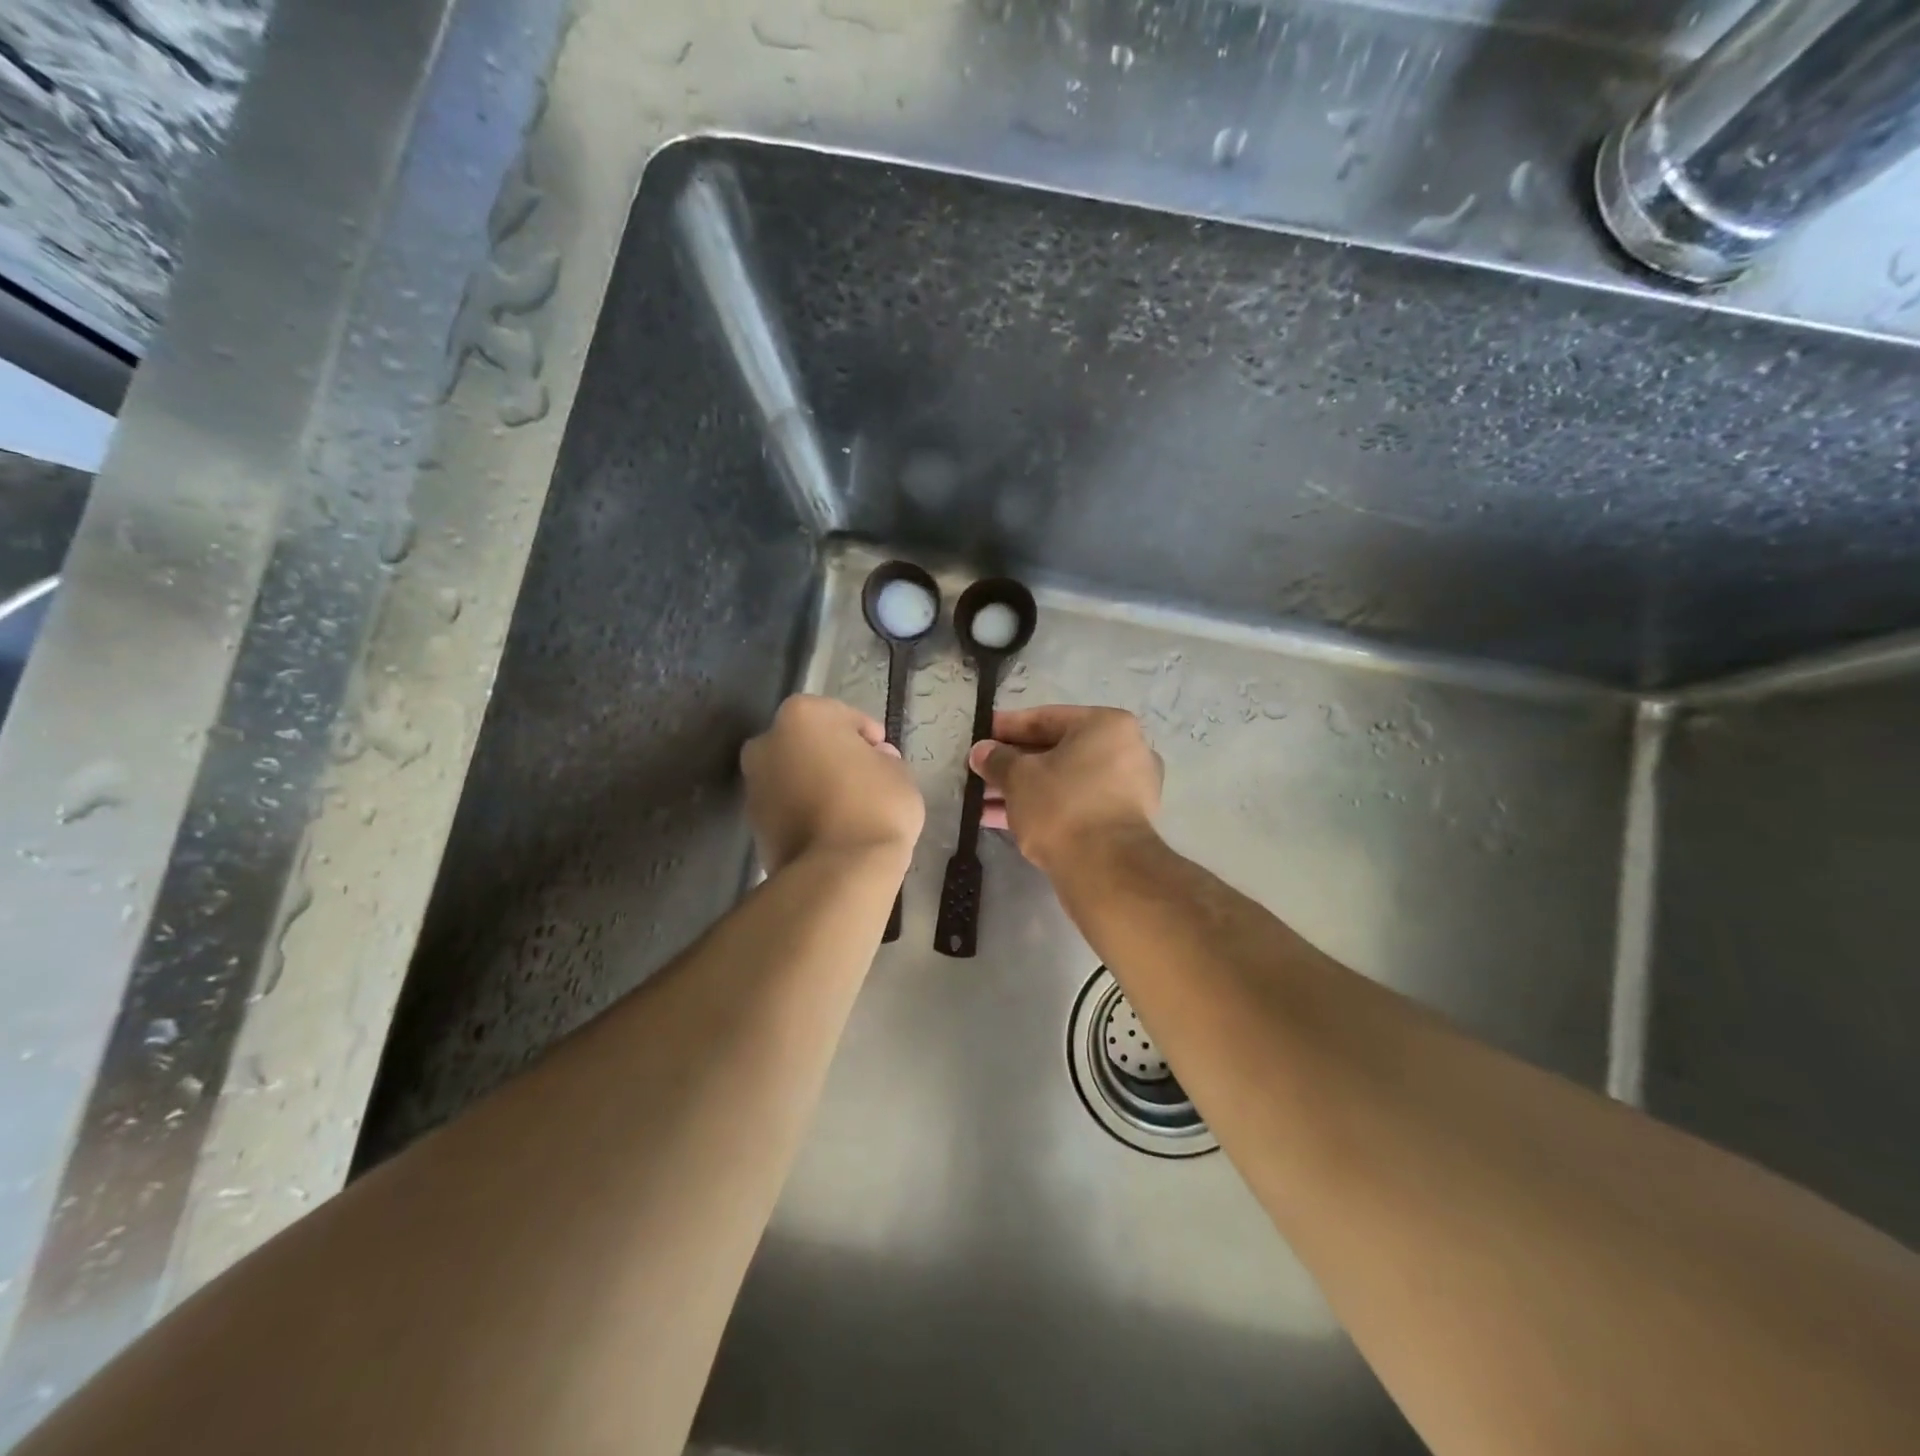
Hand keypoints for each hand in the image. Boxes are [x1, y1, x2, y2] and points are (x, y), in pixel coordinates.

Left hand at [741, 695, 924, 874]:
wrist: (837, 872)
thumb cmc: (874, 807)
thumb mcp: (899, 773)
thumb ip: (883, 759)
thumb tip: (873, 761)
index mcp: (802, 715)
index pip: (843, 717)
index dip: (867, 736)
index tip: (884, 757)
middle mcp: (766, 742)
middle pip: (808, 744)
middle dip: (832, 757)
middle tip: (863, 779)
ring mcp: (754, 784)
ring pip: (793, 775)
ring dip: (814, 784)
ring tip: (847, 809)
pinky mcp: (752, 824)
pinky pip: (786, 807)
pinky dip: (803, 811)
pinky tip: (831, 829)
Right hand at [969, 705, 1163, 872]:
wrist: (1105, 870)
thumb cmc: (1062, 806)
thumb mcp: (1019, 777)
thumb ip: (997, 760)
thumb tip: (981, 752)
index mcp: (1107, 726)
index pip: (1047, 718)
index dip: (1007, 727)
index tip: (981, 735)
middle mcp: (1126, 751)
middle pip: (1057, 750)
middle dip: (1014, 762)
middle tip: (981, 770)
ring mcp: (1129, 789)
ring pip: (1064, 780)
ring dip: (1024, 788)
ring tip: (982, 799)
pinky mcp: (1122, 822)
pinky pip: (1075, 803)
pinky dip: (1044, 806)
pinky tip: (1002, 818)